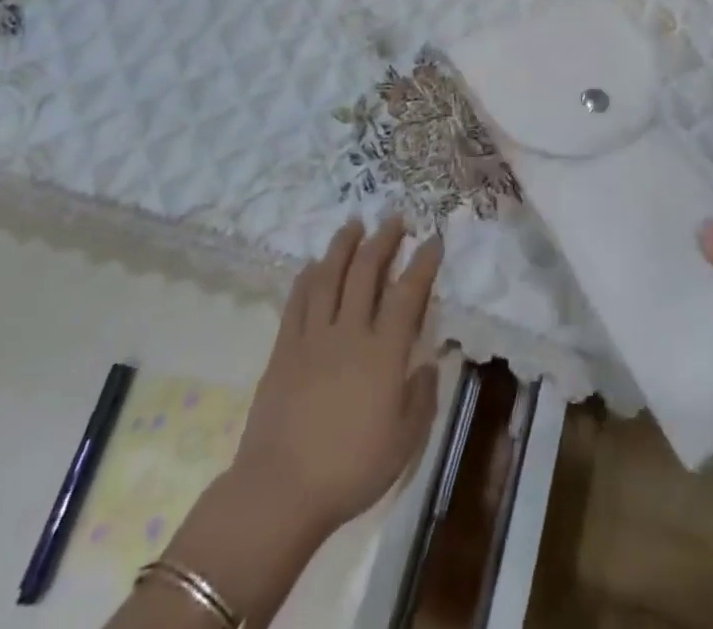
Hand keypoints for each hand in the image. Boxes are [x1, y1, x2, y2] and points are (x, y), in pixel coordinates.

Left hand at [149, 220, 443, 628]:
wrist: (280, 492)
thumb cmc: (350, 470)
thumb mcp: (404, 443)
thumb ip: (422, 398)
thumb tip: (428, 364)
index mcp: (384, 352)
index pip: (407, 293)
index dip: (422, 263)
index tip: (432, 240)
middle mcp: (350, 332)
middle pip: (366, 272)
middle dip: (383, 240)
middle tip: (394, 219)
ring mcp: (313, 338)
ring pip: (329, 277)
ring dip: (343, 246)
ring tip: (353, 224)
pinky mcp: (284, 350)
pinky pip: (297, 302)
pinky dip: (306, 278)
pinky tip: (312, 265)